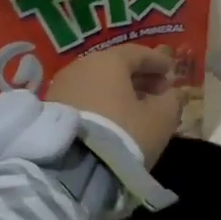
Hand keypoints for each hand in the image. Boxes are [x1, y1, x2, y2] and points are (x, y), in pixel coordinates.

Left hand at [47, 44, 181, 164]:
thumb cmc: (123, 134)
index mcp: (109, 61)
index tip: (170, 71)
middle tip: (156, 90)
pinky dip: (99, 101)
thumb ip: (169, 101)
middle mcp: (82, 65)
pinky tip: (111, 116)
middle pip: (114, 65)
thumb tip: (167, 94)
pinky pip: (82, 96)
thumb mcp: (159, 120)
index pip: (137, 53)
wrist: (72, 166)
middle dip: (137, 76)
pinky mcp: (50, 106)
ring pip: (96, 81)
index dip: (157, 61)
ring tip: (134, 106)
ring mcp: (62, 85)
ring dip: (117, 90)